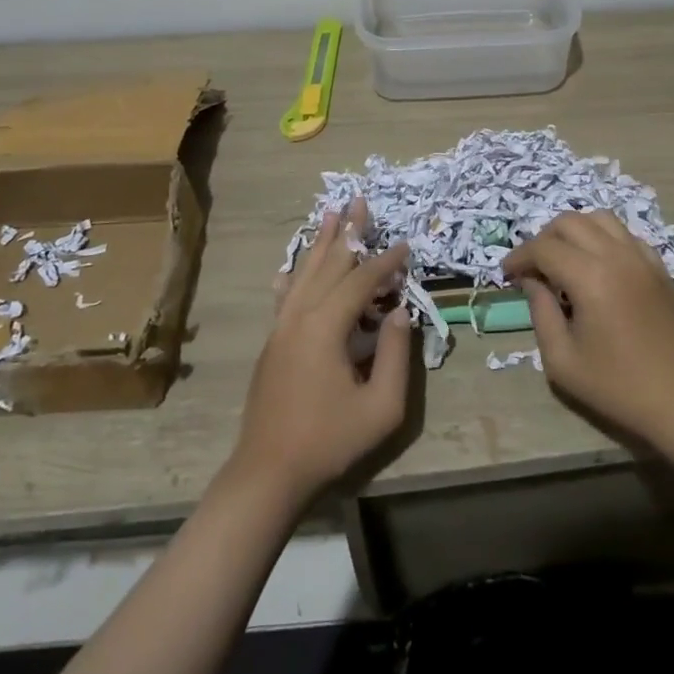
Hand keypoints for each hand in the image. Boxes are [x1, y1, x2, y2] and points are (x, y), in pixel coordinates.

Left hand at [233, 207, 411, 504]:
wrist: (267, 473)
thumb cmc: (329, 440)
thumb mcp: (381, 406)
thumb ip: (395, 354)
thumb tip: (399, 312)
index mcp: (325, 326)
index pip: (360, 280)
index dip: (385, 262)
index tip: (406, 244)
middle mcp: (300, 316)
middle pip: (328, 263)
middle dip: (348, 232)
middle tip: (361, 201)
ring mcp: (281, 327)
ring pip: (304, 273)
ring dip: (320, 242)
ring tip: (331, 213)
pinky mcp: (272, 342)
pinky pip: (285, 296)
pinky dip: (293, 274)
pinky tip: (290, 267)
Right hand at [503, 211, 673, 467]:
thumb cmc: (618, 387)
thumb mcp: (562, 360)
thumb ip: (540, 313)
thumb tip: (532, 282)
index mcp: (590, 277)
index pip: (543, 248)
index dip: (519, 257)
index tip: (507, 274)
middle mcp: (616, 255)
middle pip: (569, 222)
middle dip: (543, 239)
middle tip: (533, 268)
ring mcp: (642, 257)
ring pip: (599, 219)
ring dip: (574, 231)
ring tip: (563, 259)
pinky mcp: (659, 267)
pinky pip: (625, 235)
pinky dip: (603, 238)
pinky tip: (598, 265)